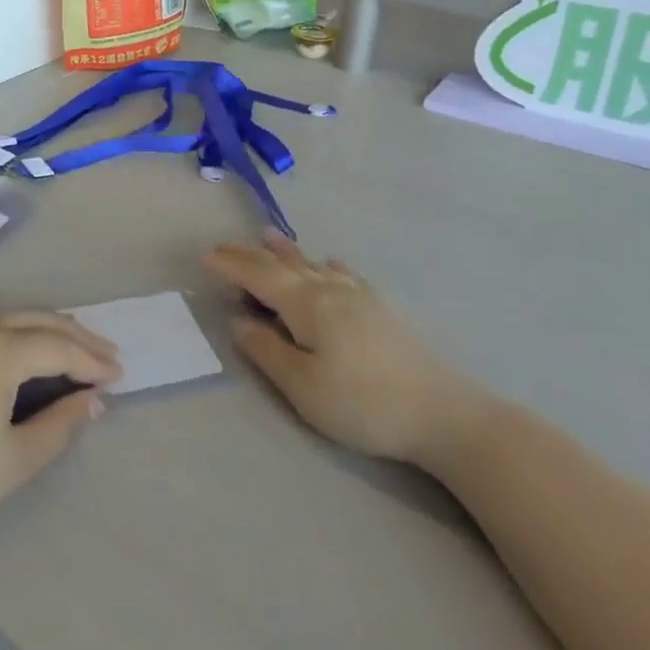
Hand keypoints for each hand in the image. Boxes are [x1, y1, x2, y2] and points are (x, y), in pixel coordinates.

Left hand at [0, 310, 122, 545]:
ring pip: (6, 316)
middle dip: (76, 335)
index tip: (118, 377)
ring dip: (42, 326)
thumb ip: (60, 426)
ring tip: (67, 341)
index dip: (92, 362)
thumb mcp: (14, 460)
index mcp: (1, 350)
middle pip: (37, 321)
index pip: (60, 348)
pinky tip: (5, 331)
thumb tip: (93, 401)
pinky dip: (3, 323)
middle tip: (105, 353)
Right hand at [206, 232, 495, 474]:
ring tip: (270, 237)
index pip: (260, 275)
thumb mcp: (304, 387)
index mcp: (308, 304)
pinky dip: (322, 263)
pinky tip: (329, 264)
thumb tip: (238, 321)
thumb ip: (267, 350)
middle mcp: (332, 288)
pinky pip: (342, 272)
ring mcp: (361, 294)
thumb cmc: (363, 403)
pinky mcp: (382, 307)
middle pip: (285, 264)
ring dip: (287, 252)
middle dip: (253, 255)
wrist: (443, 412)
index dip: (232, 264)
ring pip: (314, 264)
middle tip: (226, 246)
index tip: (206, 255)